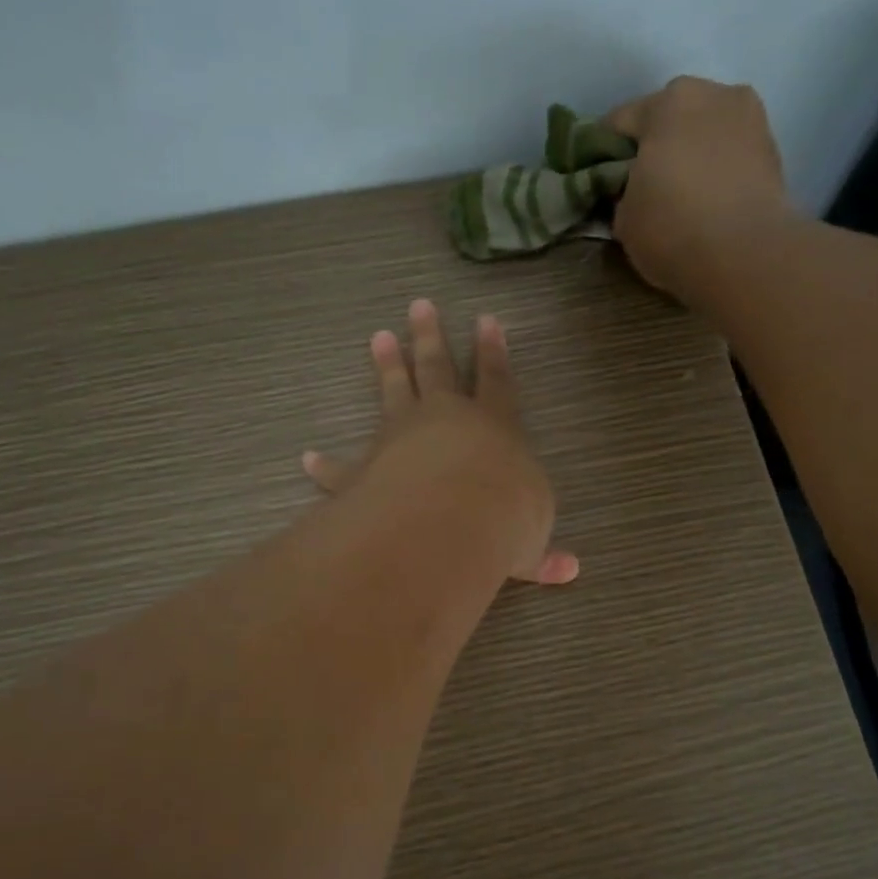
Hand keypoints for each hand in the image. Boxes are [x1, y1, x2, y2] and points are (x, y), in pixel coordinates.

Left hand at [303, 299, 578, 585]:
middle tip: (419, 306)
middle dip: (430, 338)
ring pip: (393, 394)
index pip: (497, 382)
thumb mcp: (530, 541)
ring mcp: (400, 439)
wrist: (449, 522)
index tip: (487, 320)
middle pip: (438, 369)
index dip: (493, 352)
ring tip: (378, 338)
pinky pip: (341, 467)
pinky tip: (309, 459)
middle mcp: (445, 422)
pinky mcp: (366, 470)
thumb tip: (568, 572)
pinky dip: (325, 465)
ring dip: (386, 367)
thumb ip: (542, 554)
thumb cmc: (503, 520)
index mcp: (494, 428)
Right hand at [603, 76, 796, 304]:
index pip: (619, 122)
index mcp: (666, 102)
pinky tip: (710, 202)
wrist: (745, 255)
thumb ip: (621, 194)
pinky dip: (718, 170)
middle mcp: (712, 94)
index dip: (605, 154)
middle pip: (669, 118)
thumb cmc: (672, 229)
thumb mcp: (624, 219)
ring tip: (682, 196)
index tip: (602, 182)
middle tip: (645, 188)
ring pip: (705, 132)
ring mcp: (750, 117)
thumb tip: (630, 193)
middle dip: (655, 147)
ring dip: (691, 154)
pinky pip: (731, 154)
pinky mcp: (773, 149)